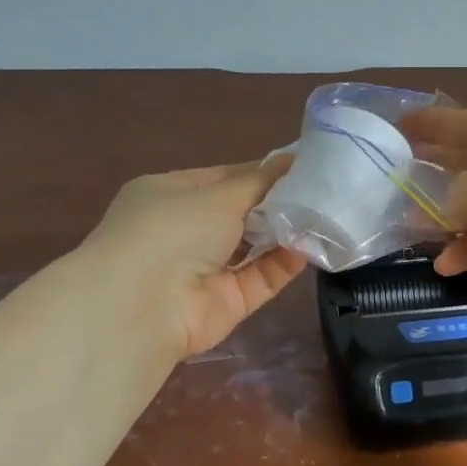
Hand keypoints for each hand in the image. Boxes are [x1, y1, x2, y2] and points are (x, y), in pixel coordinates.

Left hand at [80, 159, 306, 357]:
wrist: (143, 306)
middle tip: (321, 192)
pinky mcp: (225, 303)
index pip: (222, 179)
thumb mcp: (218, 195)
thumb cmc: (172, 230)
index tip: (302, 167)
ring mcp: (204, 270)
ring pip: (253, 248)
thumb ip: (260, 181)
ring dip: (284, 234)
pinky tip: (309, 247)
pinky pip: (260, 278)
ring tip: (323, 217)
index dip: (261, 172)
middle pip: (241, 214)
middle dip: (278, 204)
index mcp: (169, 195)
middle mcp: (184, 232)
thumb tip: (292, 159)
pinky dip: (283, 264)